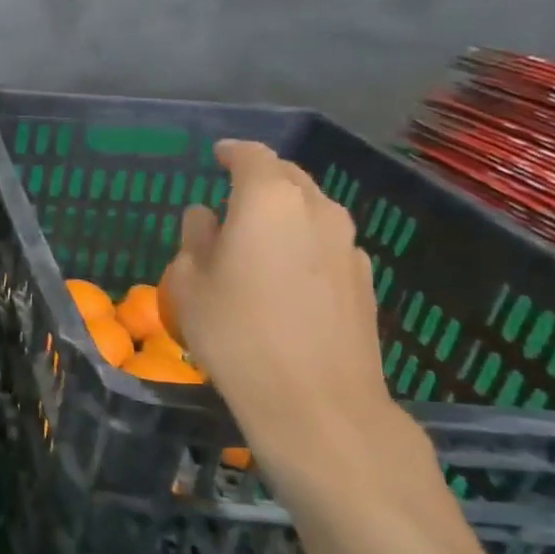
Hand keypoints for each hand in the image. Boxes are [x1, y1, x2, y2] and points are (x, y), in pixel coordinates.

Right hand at [161, 140, 439, 514]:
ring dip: (284, 211)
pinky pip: (327, 243)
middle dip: (260, 178)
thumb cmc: (235, 333)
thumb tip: (207, 218)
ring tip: (256, 236)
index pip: (251, 156)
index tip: (216, 155)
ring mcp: (348, 245)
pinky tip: (286, 274)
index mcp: (268, 200)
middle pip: (288, 177)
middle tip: (231, 195)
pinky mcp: (364, 280)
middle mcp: (316, 210)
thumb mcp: (190, 283)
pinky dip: (304, 243)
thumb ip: (196, 239)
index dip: (231, 152)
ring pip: (312, 209)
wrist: (317, 401)